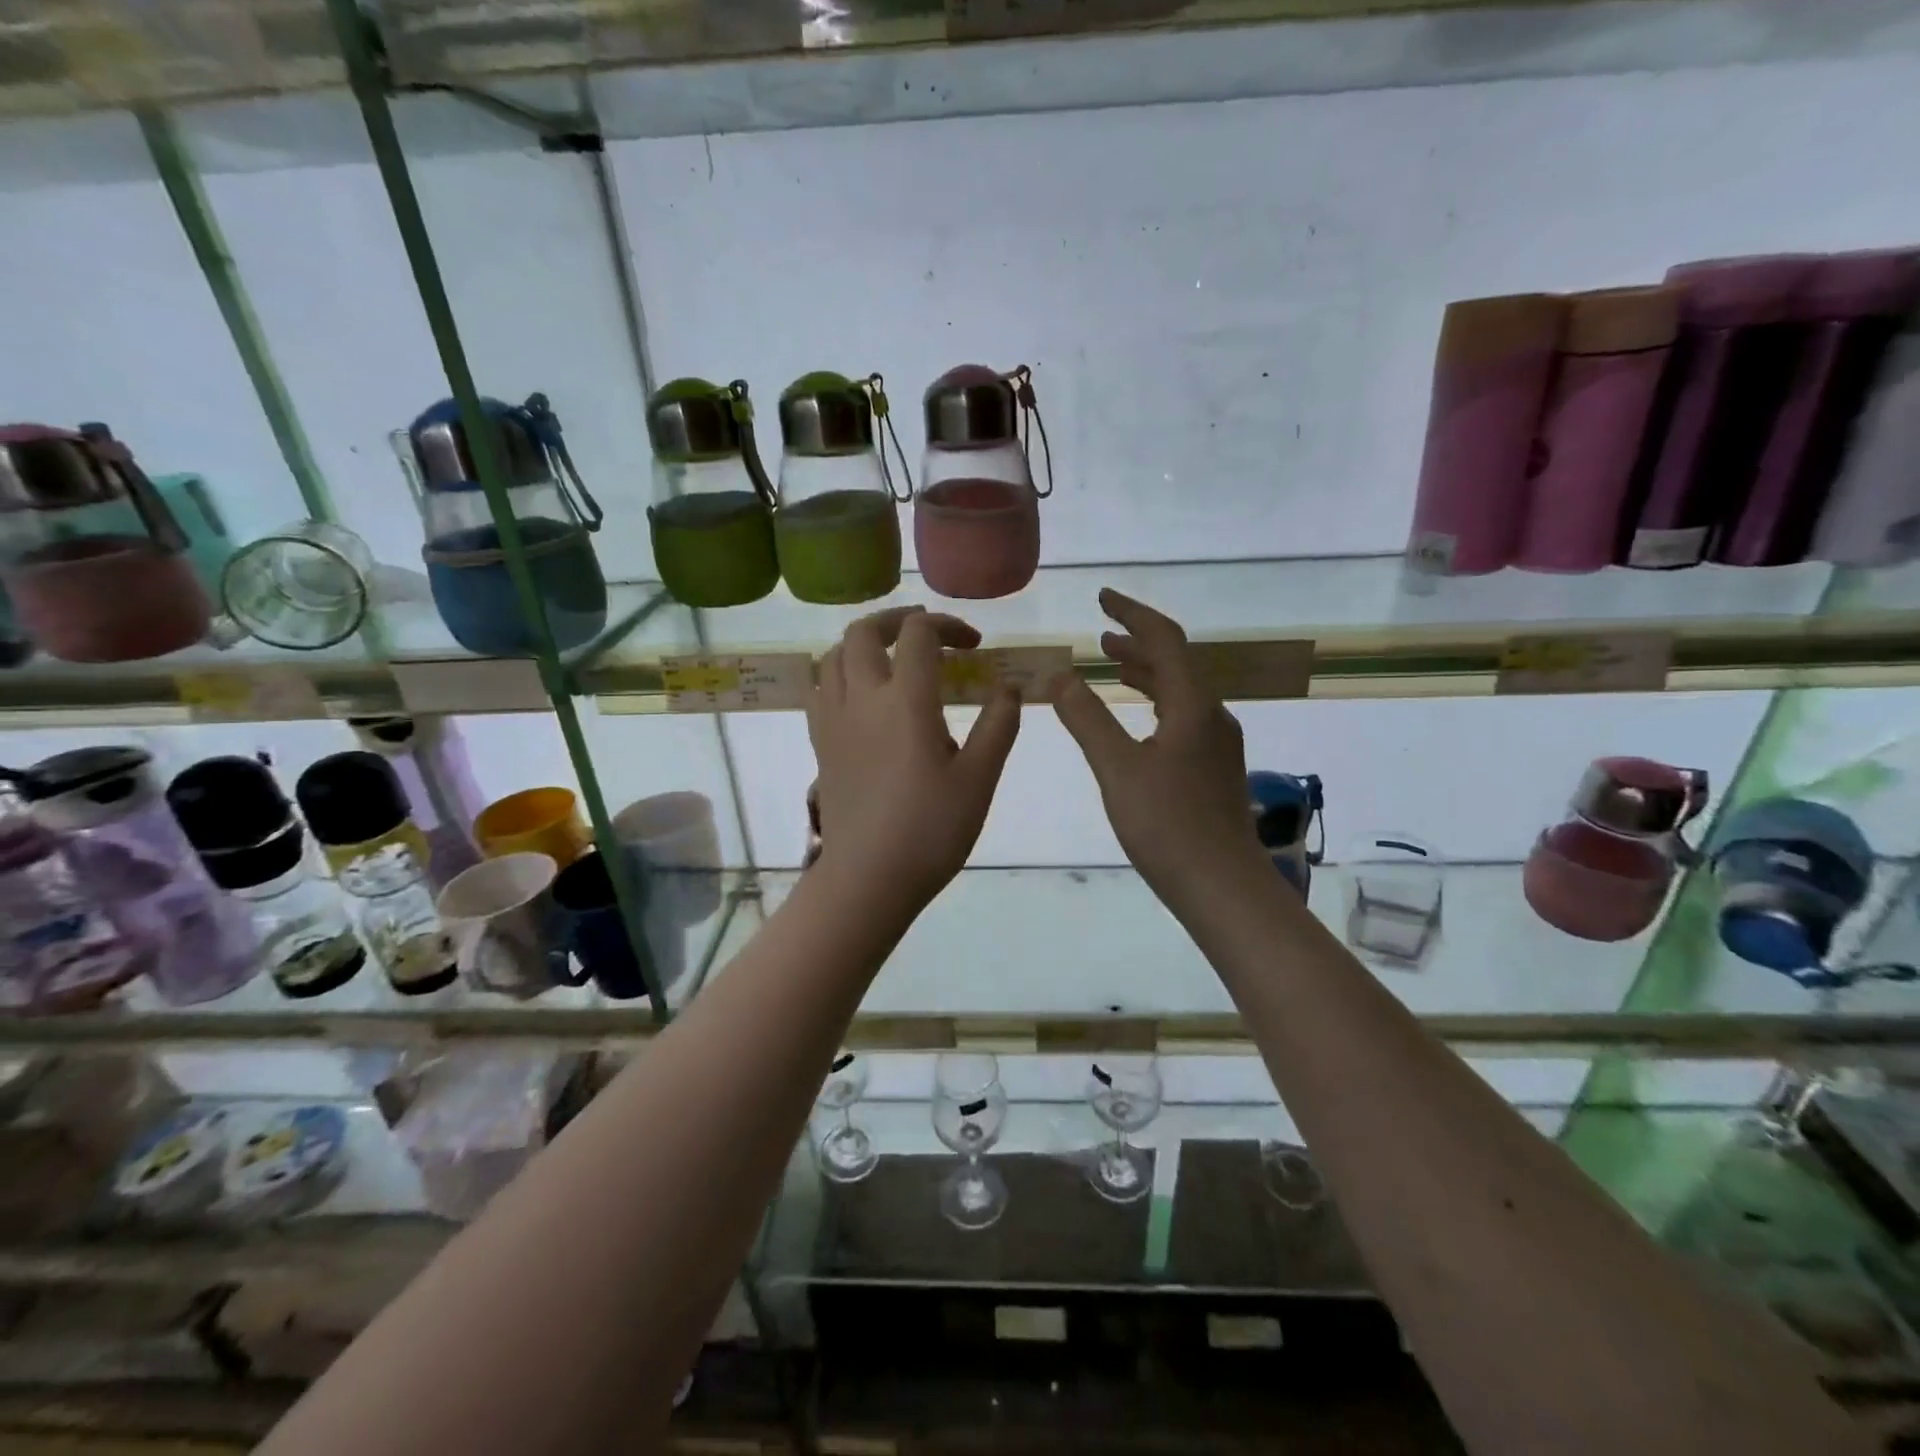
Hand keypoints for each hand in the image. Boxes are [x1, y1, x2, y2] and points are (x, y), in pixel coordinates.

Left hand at [807, 607, 1020, 911]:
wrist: (869, 878)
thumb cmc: (930, 830)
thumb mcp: (979, 780)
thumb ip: (998, 726)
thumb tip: (1009, 688)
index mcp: (905, 700)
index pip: (919, 634)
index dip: (947, 625)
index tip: (973, 646)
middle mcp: (862, 698)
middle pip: (863, 631)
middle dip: (898, 620)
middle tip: (927, 634)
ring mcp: (833, 720)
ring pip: (833, 655)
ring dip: (863, 643)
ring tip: (892, 659)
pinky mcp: (819, 743)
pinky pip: (819, 688)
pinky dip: (840, 673)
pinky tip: (861, 696)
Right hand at [1051, 590, 1263, 903]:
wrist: (1222, 885)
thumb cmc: (1167, 825)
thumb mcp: (1117, 769)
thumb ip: (1087, 719)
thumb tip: (1060, 676)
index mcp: (1192, 705)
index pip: (1164, 640)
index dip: (1132, 614)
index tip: (1102, 598)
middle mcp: (1211, 715)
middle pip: (1175, 663)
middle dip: (1137, 643)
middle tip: (1099, 636)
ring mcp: (1217, 743)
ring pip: (1179, 691)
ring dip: (1146, 673)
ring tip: (1111, 666)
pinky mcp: (1214, 767)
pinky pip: (1182, 716)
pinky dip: (1154, 702)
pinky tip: (1138, 720)